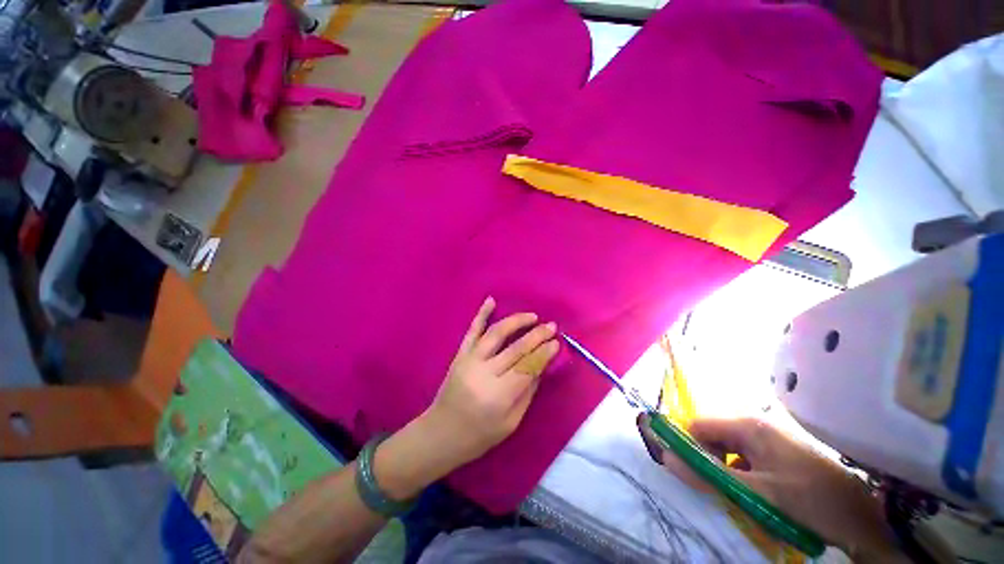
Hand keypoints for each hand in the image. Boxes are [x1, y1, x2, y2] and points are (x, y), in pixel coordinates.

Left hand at [425, 296, 558, 467]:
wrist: (441, 433)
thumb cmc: (480, 435)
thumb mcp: (511, 422)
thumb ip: (527, 391)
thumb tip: (541, 365)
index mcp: (499, 396)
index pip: (528, 367)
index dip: (544, 353)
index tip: (557, 342)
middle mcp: (485, 373)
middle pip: (516, 348)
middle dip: (537, 335)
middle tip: (551, 326)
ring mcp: (470, 360)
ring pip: (496, 333)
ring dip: (516, 321)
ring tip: (532, 316)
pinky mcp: (460, 354)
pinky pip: (472, 330)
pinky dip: (481, 314)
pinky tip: (491, 300)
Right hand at [640, 416, 907, 562]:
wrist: (866, 516)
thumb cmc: (810, 499)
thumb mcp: (757, 493)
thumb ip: (710, 476)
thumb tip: (667, 459)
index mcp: (748, 425)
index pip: (698, 426)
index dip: (688, 446)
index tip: (689, 474)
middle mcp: (755, 425)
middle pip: (713, 437)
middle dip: (709, 462)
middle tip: (716, 490)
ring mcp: (769, 439)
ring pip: (729, 450)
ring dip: (725, 471)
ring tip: (737, 496)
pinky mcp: (778, 453)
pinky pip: (746, 459)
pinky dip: (741, 476)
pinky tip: (754, 495)